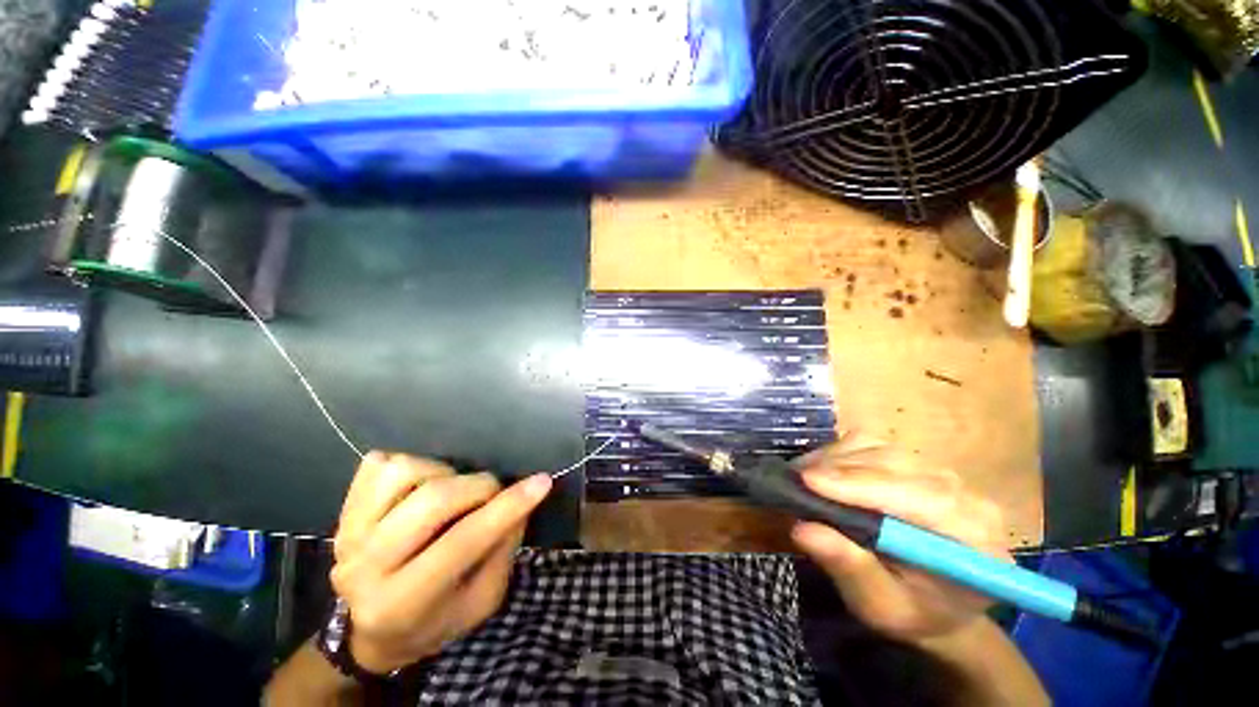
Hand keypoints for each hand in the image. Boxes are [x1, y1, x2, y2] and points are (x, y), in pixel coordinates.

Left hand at [329, 452, 552, 673]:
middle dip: (479, 487)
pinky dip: (412, 465)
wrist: (372, 632)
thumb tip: (520, 499)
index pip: (463, 542)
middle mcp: (365, 569)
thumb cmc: (437, 619)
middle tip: (492, 493)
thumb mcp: (482, 600)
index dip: (508, 507)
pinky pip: (380, 463)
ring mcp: (348, 536)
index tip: (542, 482)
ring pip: (406, 472)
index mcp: (403, 603)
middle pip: (433, 501)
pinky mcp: (342, 512)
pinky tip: (421, 485)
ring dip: (444, 473)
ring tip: (452, 492)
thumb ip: (502, 549)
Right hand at [790, 432, 1009, 642]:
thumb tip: (803, 529)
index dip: (861, 485)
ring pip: (878, 448)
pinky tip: (822, 472)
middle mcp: (963, 493)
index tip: (808, 481)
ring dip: (834, 460)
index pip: (921, 496)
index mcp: (972, 536)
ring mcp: (938, 470)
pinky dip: (838, 453)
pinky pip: (870, 443)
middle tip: (793, 481)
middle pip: (894, 463)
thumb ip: (850, 568)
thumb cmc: (913, 611)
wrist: (937, 602)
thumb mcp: (881, 606)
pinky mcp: (913, 459)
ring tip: (803, 479)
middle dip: (838, 469)